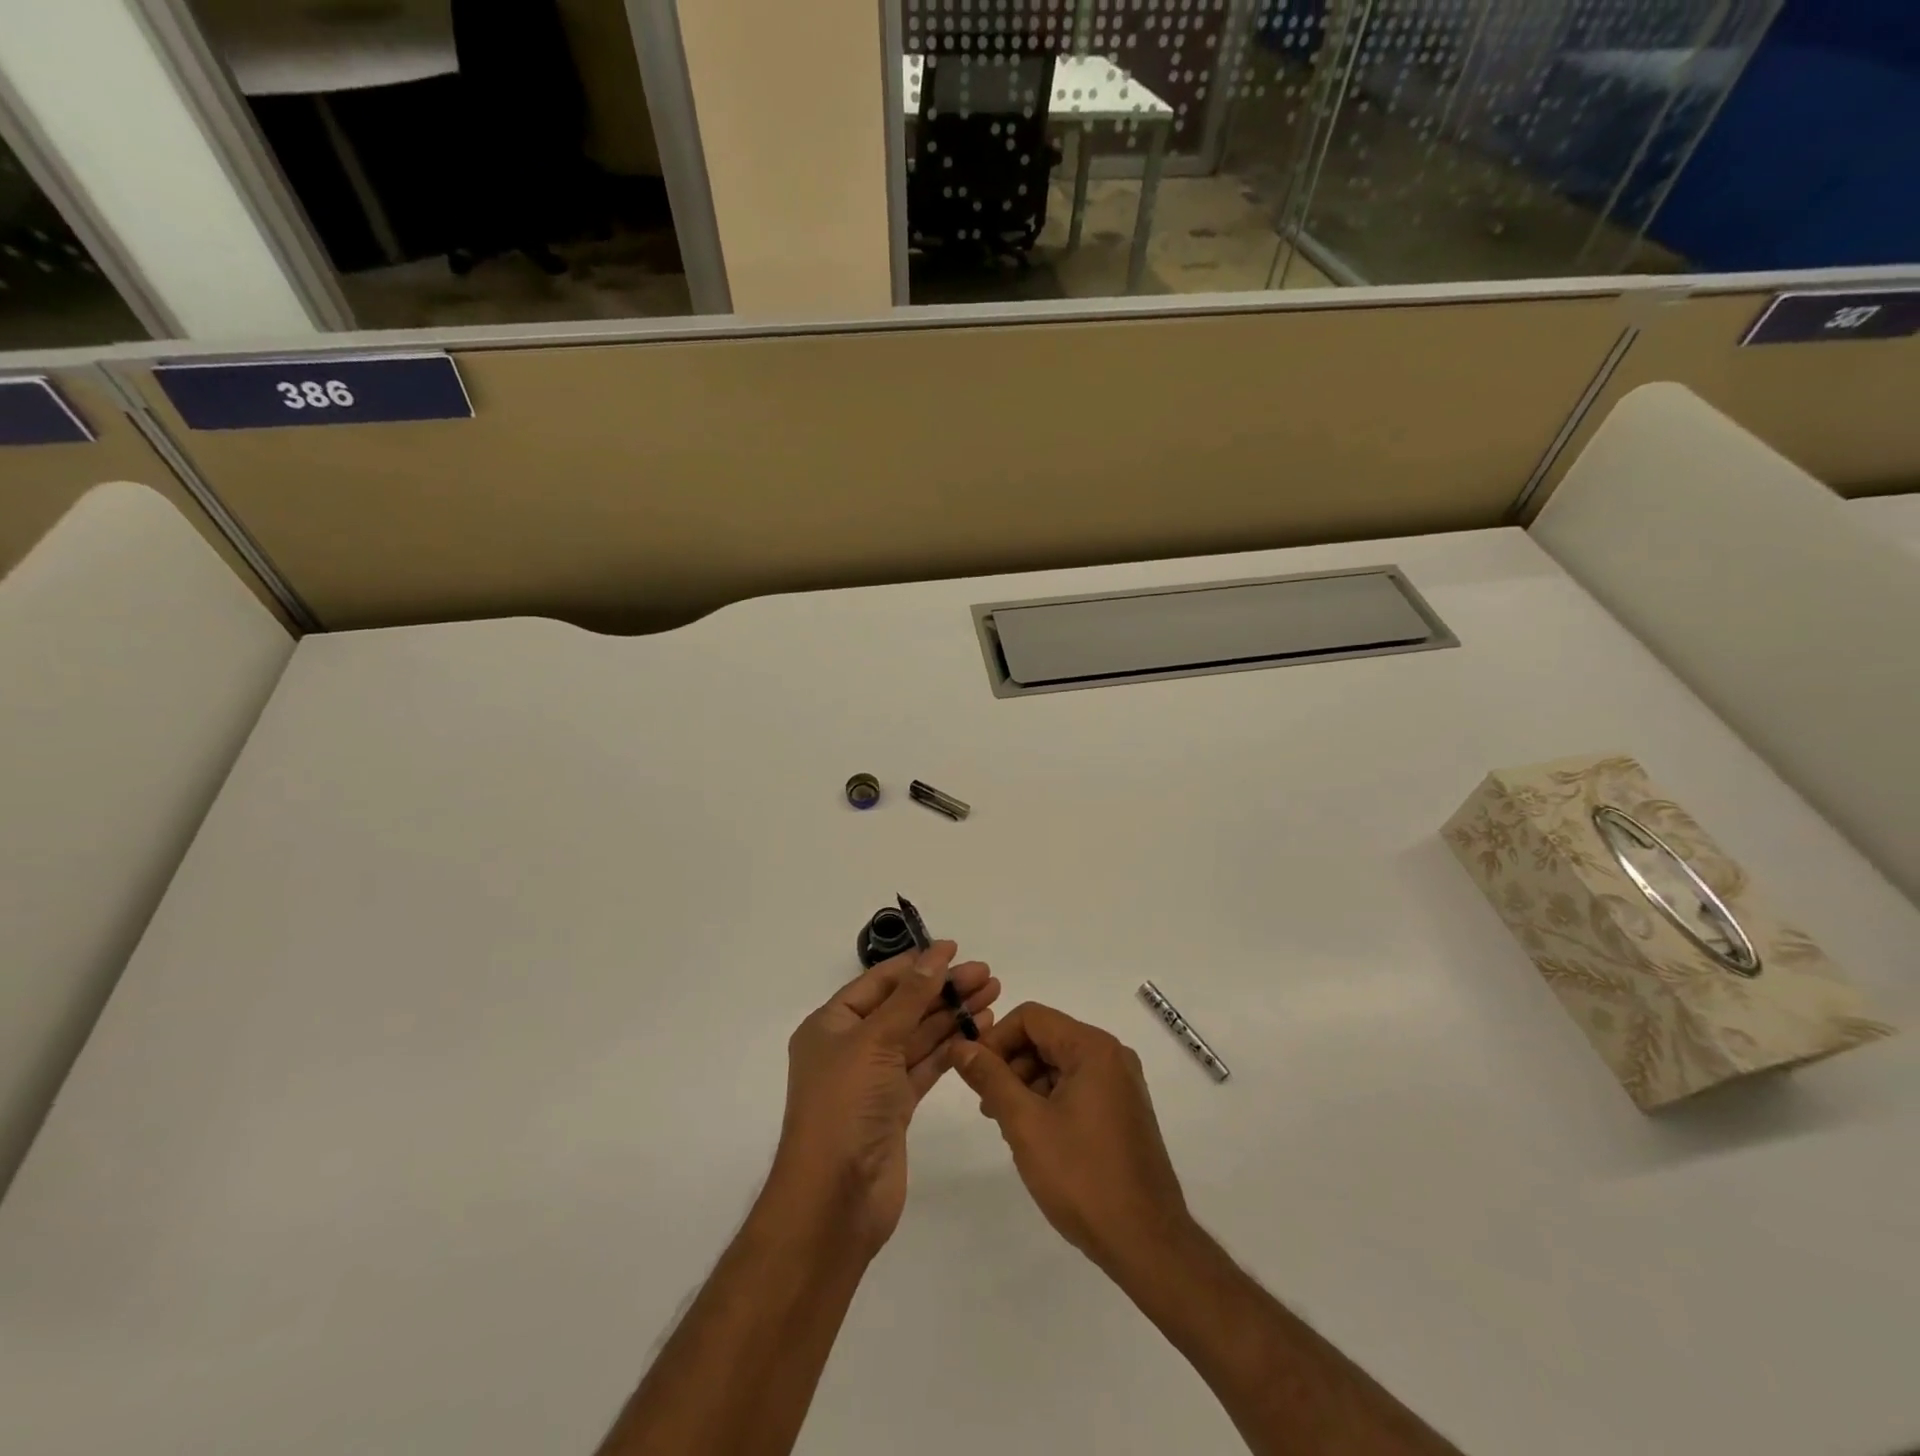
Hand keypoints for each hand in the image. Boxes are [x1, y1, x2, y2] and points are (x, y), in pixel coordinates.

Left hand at [773, 942, 999, 1253]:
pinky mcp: (895, 1107)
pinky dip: (950, 1048)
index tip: (954, 950)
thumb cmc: (844, 1106)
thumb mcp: (874, 1041)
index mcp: (831, 1025)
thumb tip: (935, 954)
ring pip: (918, 1036)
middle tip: (987, 975)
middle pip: (903, 1007)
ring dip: (952, 1016)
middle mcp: (851, 1047)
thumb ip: (910, 997)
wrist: (835, 1199)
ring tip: (992, 996)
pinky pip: (926, 1066)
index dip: (917, 964)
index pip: (879, 982)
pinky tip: (978, 1031)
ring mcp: (874, 1078)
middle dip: (943, 989)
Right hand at [951, 1002, 1190, 1273]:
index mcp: (1093, 1048)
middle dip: (1010, 1065)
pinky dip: (1049, 1101)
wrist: (1147, 1243)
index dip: (996, 1039)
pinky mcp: (1123, 1111)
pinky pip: (1077, 1087)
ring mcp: (1121, 1085)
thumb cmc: (1083, 1177)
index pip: (1031, 1018)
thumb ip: (990, 1078)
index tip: (974, 1074)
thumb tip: (961, 1045)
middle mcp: (1111, 1056)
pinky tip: (1035, 1136)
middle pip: (1046, 1038)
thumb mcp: (1026, 1124)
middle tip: (987, 1107)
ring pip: (1059, 1064)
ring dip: (1027, 1085)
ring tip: (1007, 1126)